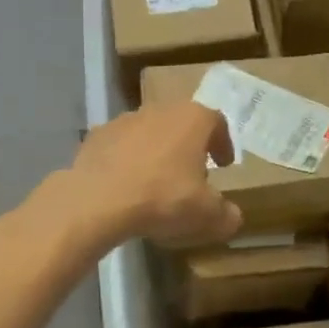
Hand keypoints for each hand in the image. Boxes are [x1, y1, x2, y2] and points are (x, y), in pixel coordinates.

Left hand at [63, 101, 242, 248]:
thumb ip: (226, 215)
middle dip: (190, 146)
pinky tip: (126, 185)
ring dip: (157, 151)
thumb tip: (232, 217)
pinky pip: (120, 146)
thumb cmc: (163, 198)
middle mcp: (160, 110)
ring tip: (157, 181)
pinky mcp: (96, 136)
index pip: (217, 122)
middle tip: (192, 173)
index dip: (223, 143)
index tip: (223, 165)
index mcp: (192, 119)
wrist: (97, 201)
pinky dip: (127, 160)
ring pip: (150, 132)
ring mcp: (124, 120)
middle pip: (182, 123)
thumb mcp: (206, 214)